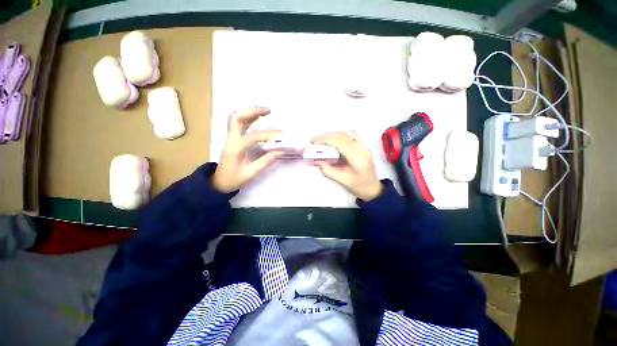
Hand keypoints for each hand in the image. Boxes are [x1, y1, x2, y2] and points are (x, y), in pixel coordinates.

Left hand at [212, 107, 282, 192]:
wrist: (218, 182)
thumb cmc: (233, 179)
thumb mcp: (250, 173)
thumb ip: (265, 162)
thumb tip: (280, 151)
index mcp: (235, 149)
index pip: (252, 136)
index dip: (268, 135)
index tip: (281, 135)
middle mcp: (230, 139)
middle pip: (237, 118)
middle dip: (253, 111)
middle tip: (269, 110)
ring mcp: (230, 137)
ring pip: (236, 117)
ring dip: (250, 111)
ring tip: (265, 110)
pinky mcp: (232, 138)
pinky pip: (238, 122)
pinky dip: (248, 117)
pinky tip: (257, 117)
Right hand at [312, 131, 382, 200]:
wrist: (373, 189)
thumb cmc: (358, 187)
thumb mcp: (342, 181)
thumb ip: (328, 171)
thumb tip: (316, 161)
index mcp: (358, 159)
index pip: (341, 143)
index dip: (326, 140)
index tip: (314, 142)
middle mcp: (363, 149)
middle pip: (343, 136)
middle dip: (327, 136)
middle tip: (315, 140)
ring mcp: (364, 147)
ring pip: (348, 133)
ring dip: (333, 134)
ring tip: (321, 139)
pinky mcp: (363, 147)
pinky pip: (351, 136)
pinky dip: (340, 135)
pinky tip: (332, 139)